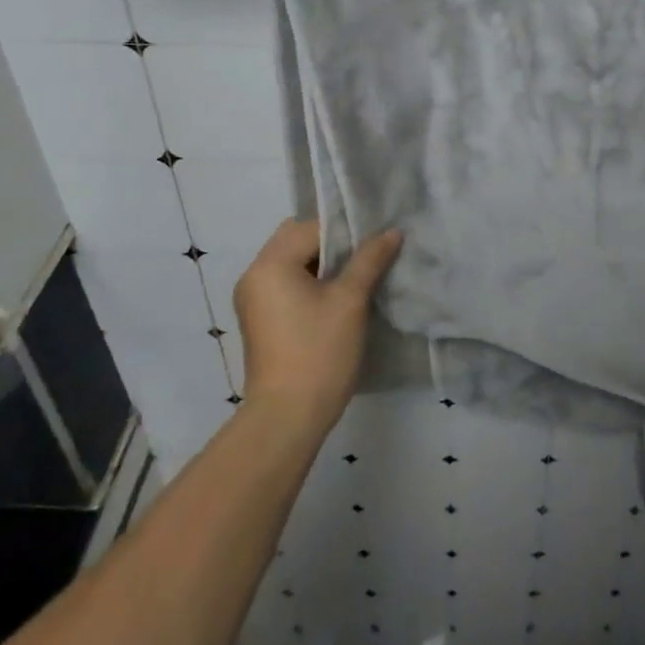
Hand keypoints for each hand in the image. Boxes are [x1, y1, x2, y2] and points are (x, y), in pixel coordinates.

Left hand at [233, 220, 402, 433]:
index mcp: (270, 264)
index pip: (312, 226)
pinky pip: (286, 282)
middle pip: (296, 238)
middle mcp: (254, 274)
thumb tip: (392, 232)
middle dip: (333, 242)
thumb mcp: (350, 301)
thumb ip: (370, 260)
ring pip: (292, 261)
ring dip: (323, 261)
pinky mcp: (260, 318)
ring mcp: (253, 298)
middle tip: (368, 252)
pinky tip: (338, 294)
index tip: (376, 237)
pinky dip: (310, 280)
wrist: (287, 418)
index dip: (346, 229)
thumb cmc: (319, 352)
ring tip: (359, 272)